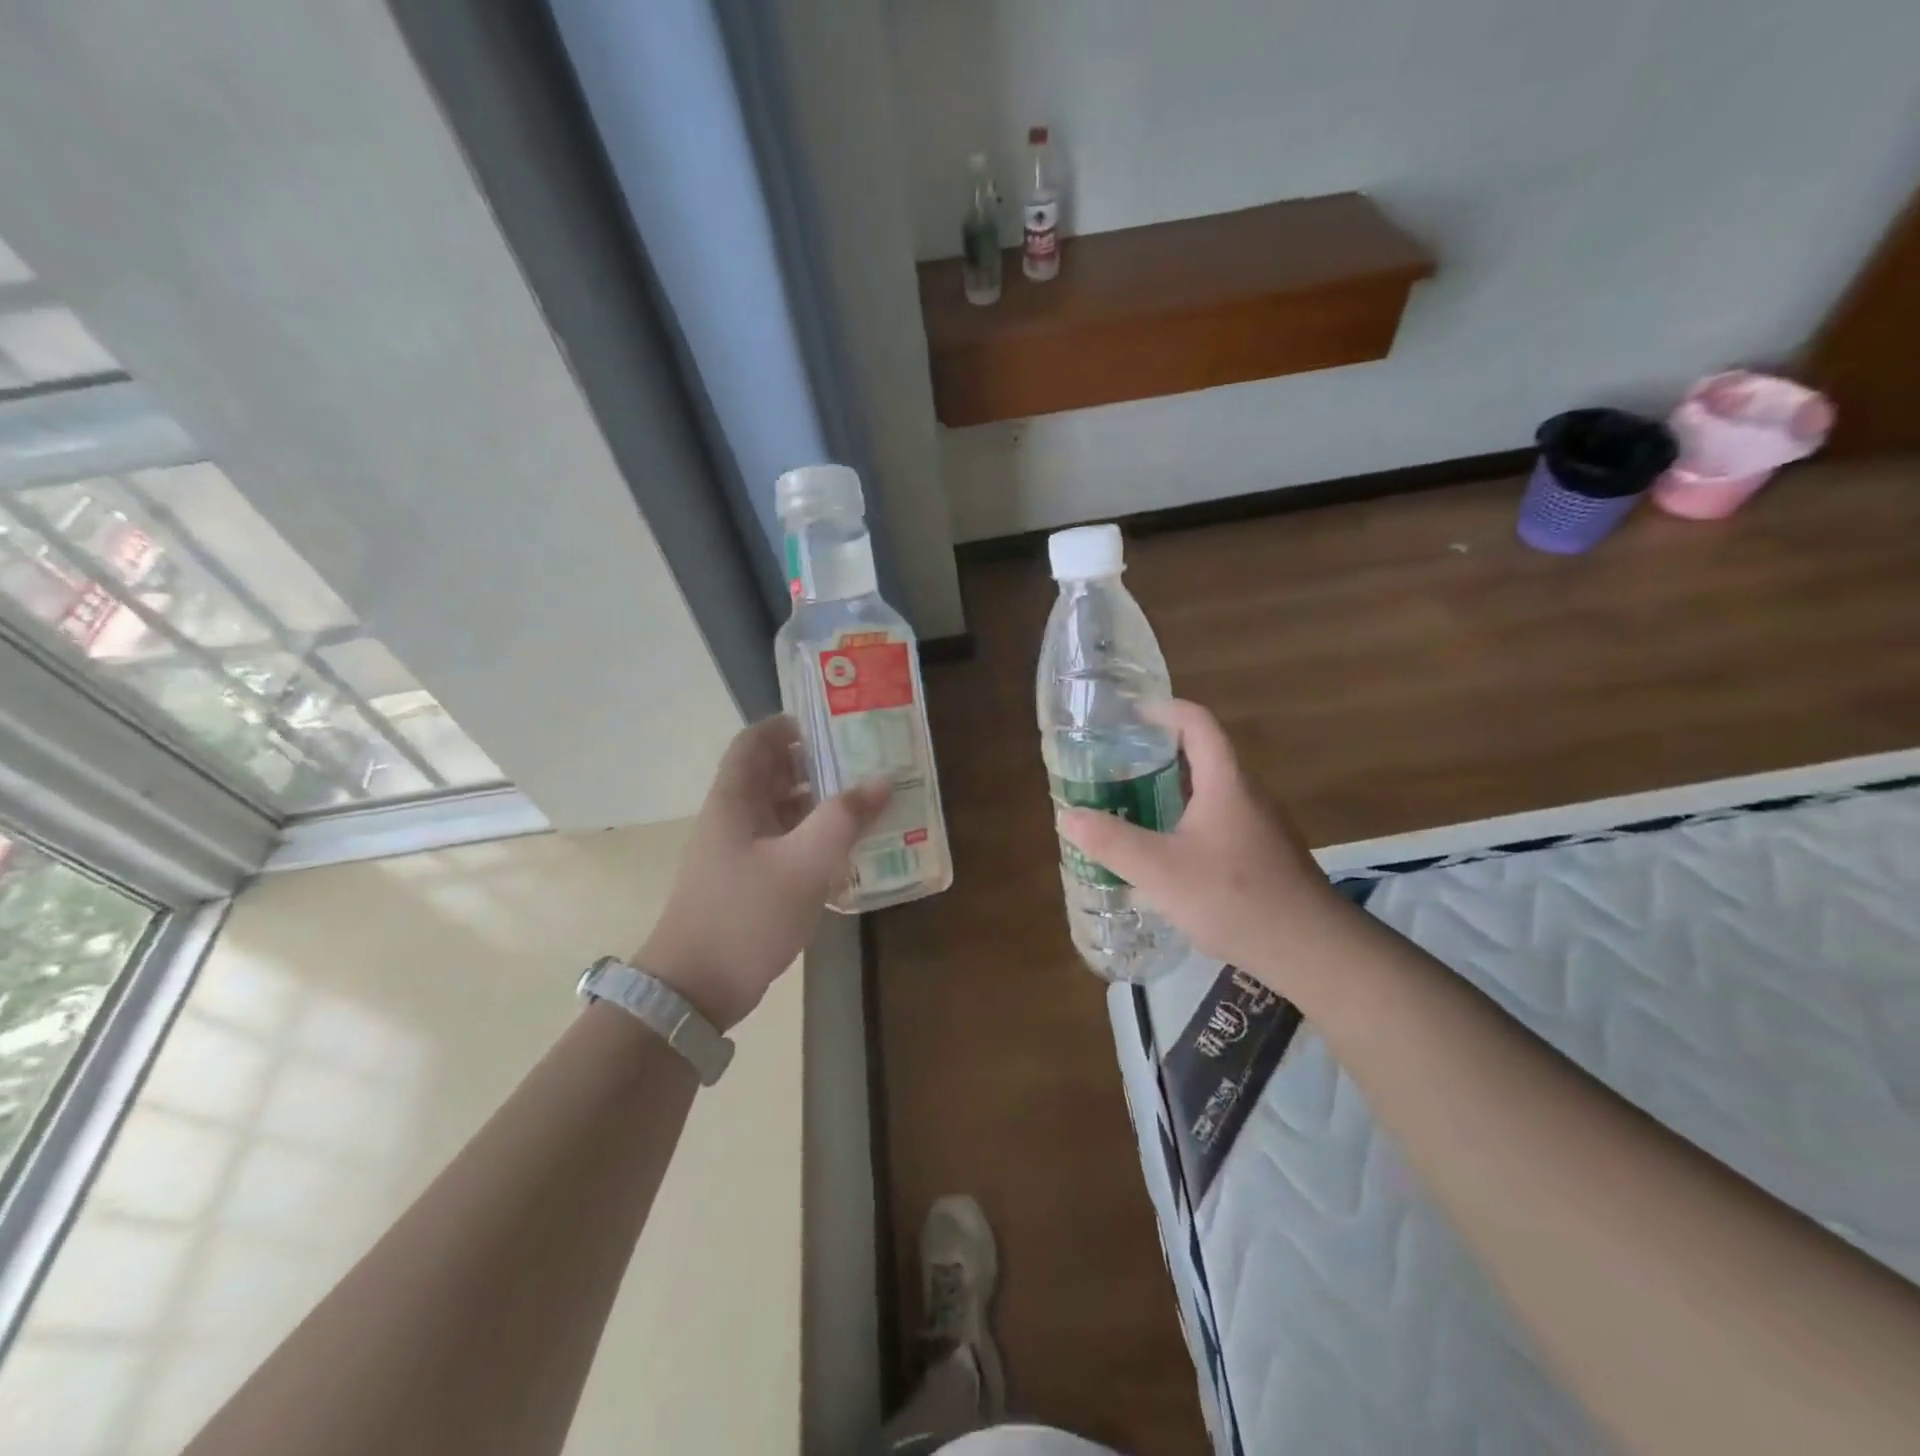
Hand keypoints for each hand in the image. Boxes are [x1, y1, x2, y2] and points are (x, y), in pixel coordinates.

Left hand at [637, 716, 889, 1030]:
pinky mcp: (749, 881)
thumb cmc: (746, 915)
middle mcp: (734, 817)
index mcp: (735, 799)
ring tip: (867, 801)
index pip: (755, 741)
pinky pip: (786, 844)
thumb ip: (845, 818)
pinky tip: (848, 849)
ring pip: (782, 810)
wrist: (696, 989)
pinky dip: (814, 838)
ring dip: (820, 803)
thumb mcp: (805, 863)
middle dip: (816, 763)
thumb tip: (882, 780)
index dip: (788, 725)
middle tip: (865, 762)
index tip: (834, 725)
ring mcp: (739, 851)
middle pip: (773, 773)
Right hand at [1057, 700, 1339, 989]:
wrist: (1310, 950)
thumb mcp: (1160, 871)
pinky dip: (1186, 822)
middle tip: (1116, 765)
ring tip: (1131, 806)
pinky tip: (1165, 855)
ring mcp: (1259, 826)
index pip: (1197, 723)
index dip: (1164, 709)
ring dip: (1171, 791)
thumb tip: (1068, 816)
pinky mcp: (1263, 855)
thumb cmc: (1233, 897)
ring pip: (1209, 793)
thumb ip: (1112, 842)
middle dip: (1158, 754)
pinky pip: (1218, 822)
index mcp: (1224, 782)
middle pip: (1202, 756)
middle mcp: (1246, 794)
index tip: (1129, 715)